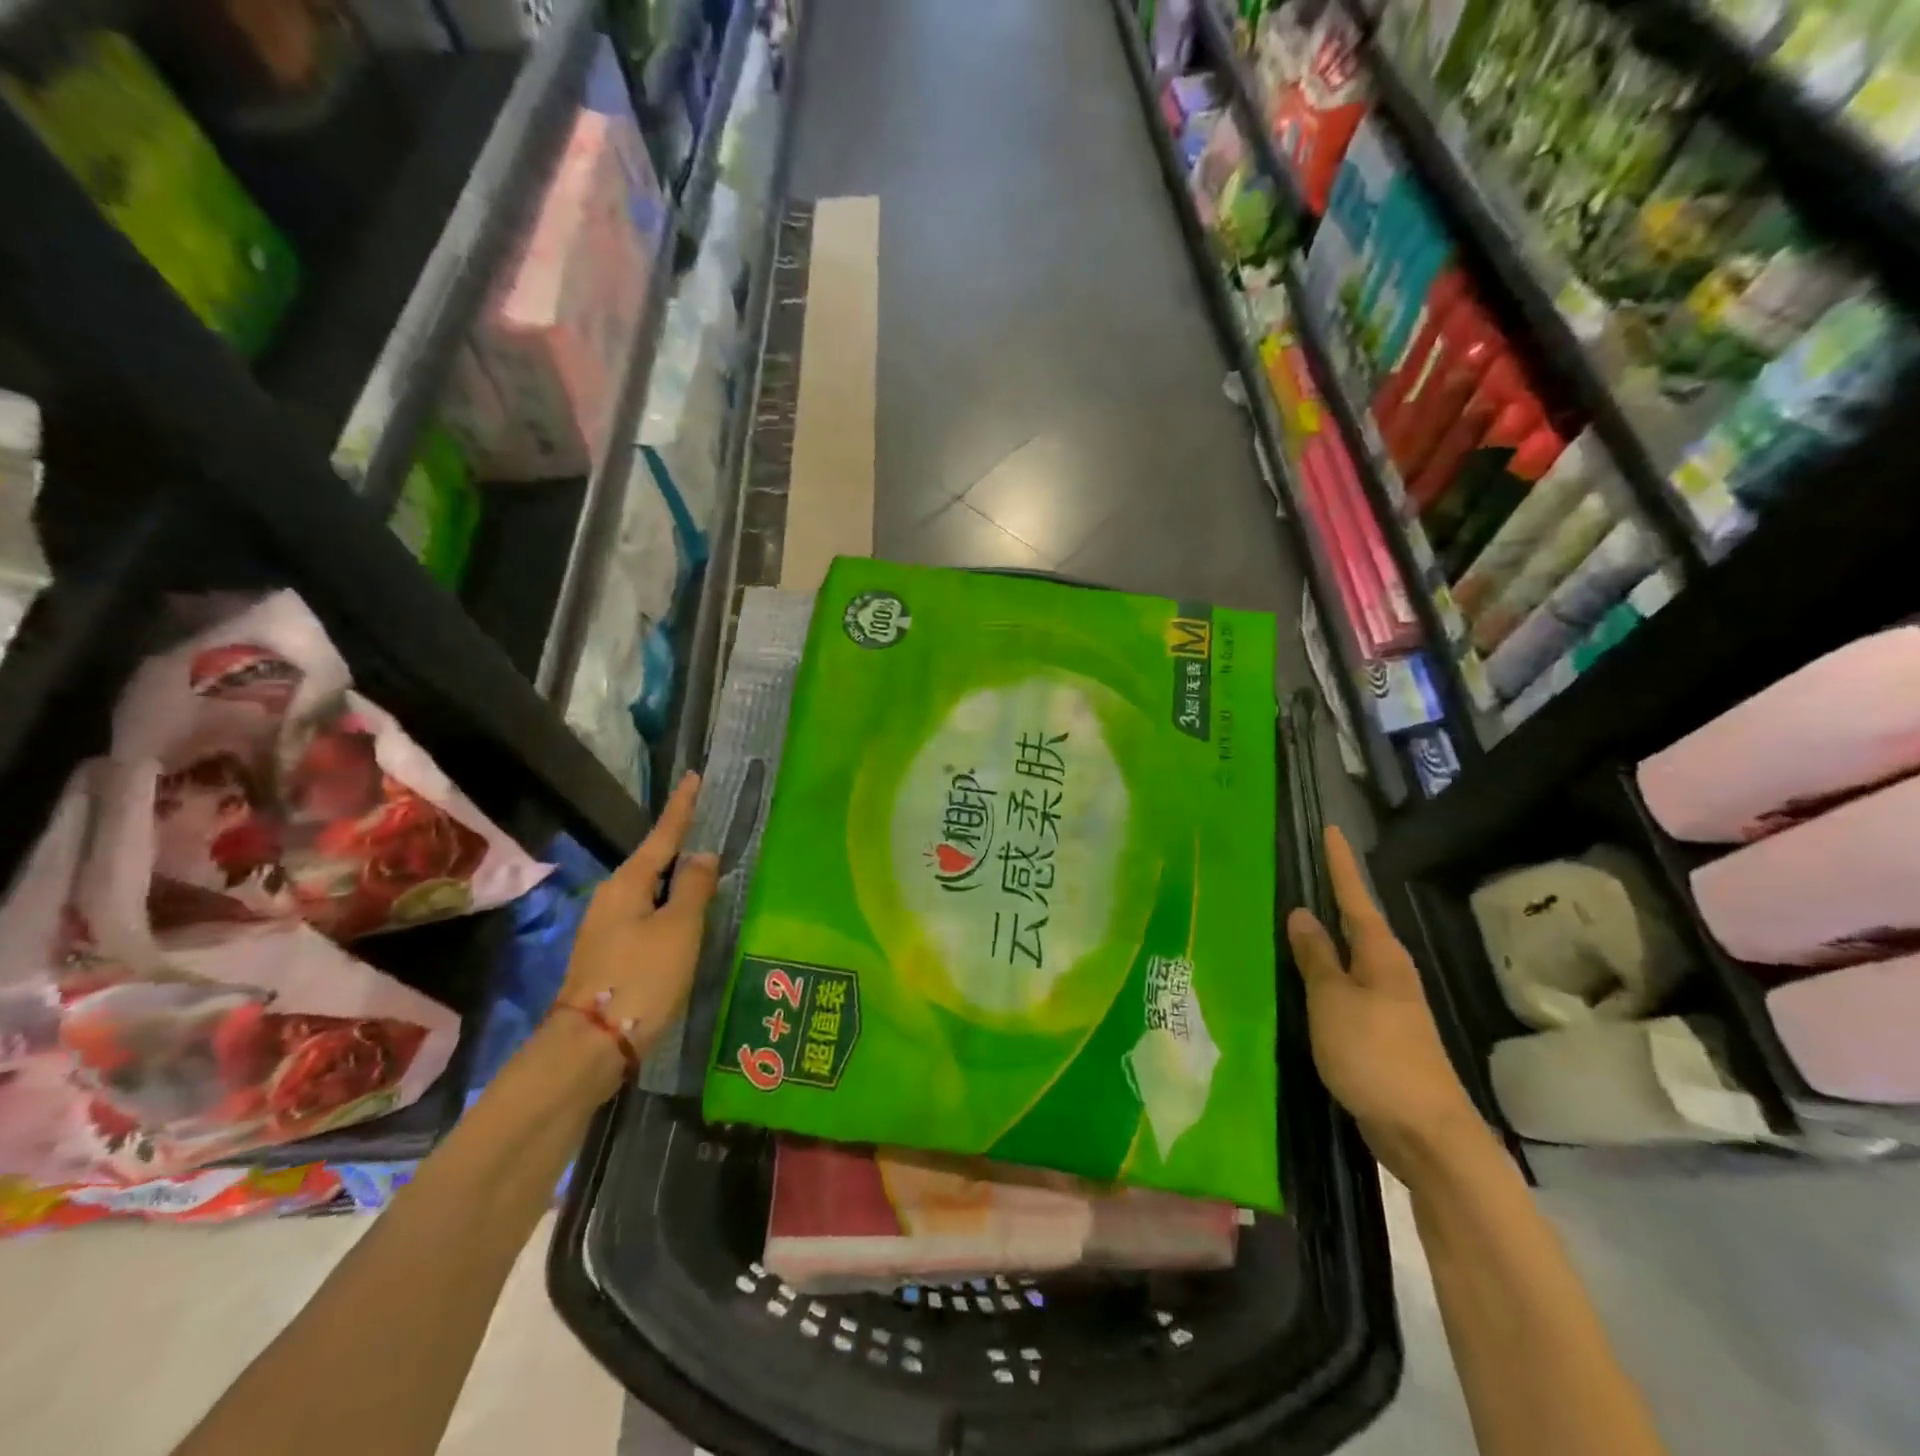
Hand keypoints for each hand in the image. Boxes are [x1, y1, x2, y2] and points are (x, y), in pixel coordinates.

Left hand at [561, 772, 720, 1061]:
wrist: (590, 1047)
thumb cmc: (641, 978)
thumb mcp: (678, 929)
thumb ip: (693, 887)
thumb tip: (702, 855)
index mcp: (628, 884)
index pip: (663, 835)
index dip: (681, 807)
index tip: (693, 777)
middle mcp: (611, 899)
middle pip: (652, 862)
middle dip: (678, 846)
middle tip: (708, 828)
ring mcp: (606, 929)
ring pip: (649, 893)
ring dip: (675, 881)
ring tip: (705, 873)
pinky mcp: (609, 956)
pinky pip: (646, 917)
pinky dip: (668, 909)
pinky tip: (685, 920)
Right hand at [1287, 826, 1486, 1182]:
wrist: (1424, 1132)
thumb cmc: (1376, 1055)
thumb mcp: (1334, 1001)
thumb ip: (1316, 957)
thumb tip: (1302, 914)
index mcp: (1380, 956)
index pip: (1355, 897)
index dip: (1340, 864)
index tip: (1331, 829)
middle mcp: (1387, 972)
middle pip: (1356, 923)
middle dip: (1332, 895)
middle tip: (1300, 866)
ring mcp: (1385, 1004)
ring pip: (1348, 957)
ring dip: (1324, 936)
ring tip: (1290, 915)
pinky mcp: (1376, 1032)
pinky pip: (1343, 987)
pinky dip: (1322, 972)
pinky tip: (1301, 976)